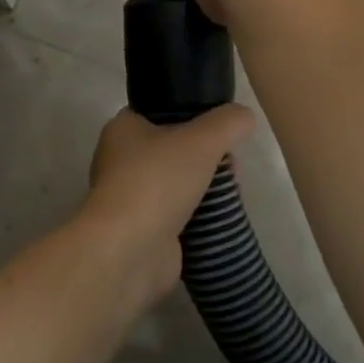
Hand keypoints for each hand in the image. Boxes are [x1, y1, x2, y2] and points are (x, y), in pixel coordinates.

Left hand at [77, 105, 255, 306]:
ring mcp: (128, 199)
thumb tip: (244, 117)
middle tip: (230, 167)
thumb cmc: (158, 181)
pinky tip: (218, 220)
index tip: (220, 130)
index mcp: (122, 130)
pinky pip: (175, 217)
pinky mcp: (140, 231)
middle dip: (204, 158)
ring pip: (175, 185)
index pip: (159, 113)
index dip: (192, 117)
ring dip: (203, 190)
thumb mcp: (203, 139)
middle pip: (172, 151)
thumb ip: (228, 122)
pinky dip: (196, 218)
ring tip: (230, 194)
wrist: (130, 249)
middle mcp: (119, 162)